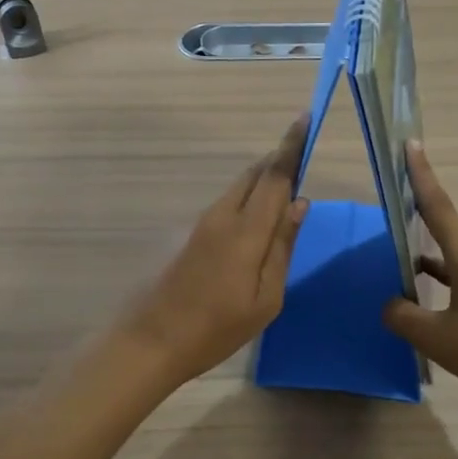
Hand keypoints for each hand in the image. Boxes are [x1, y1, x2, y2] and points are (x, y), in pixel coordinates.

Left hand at [120, 116, 310, 385]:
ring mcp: (203, 223)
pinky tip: (259, 215)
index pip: (275, 176)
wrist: (151, 341)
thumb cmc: (216, 328)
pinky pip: (228, 202)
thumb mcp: (266, 299)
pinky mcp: (192, 234)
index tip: (306, 118)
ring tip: (287, 184)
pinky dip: (249, 196)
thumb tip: (300, 203)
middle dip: (279, 159)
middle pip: (255, 174)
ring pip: (239, 186)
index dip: (292, 146)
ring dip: (264, 178)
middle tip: (303, 155)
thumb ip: (283, 247)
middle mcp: (223, 216)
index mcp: (246, 231)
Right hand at [382, 142, 457, 403]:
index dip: (422, 175)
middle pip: (446, 228)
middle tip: (396, 209)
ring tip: (404, 267)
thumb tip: (391, 304)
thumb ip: (403, 316)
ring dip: (431, 257)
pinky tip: (433, 297)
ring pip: (456, 255)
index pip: (438, 206)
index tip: (412, 145)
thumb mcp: (434, 337)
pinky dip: (447, 276)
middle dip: (420, 216)